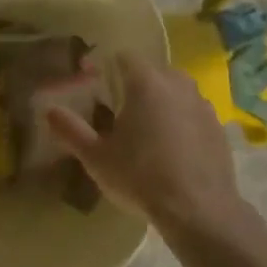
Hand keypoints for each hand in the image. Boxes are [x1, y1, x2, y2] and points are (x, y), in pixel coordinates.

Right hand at [46, 52, 244, 237]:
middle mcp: (176, 83)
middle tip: (118, 111)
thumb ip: (71, 130)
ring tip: (146, 130)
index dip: (107, 67)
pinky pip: (192, 112)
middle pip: (151, 71)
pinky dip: (181, 120)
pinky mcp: (217, 125)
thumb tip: (48, 110)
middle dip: (134, 84)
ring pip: (175, 90)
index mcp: (145, 82)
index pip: (123, 57)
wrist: (199, 210)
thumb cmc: (141, 177)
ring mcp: (201, 103)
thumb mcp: (97, 158)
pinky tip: (173, 148)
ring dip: (160, 101)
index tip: (95, 85)